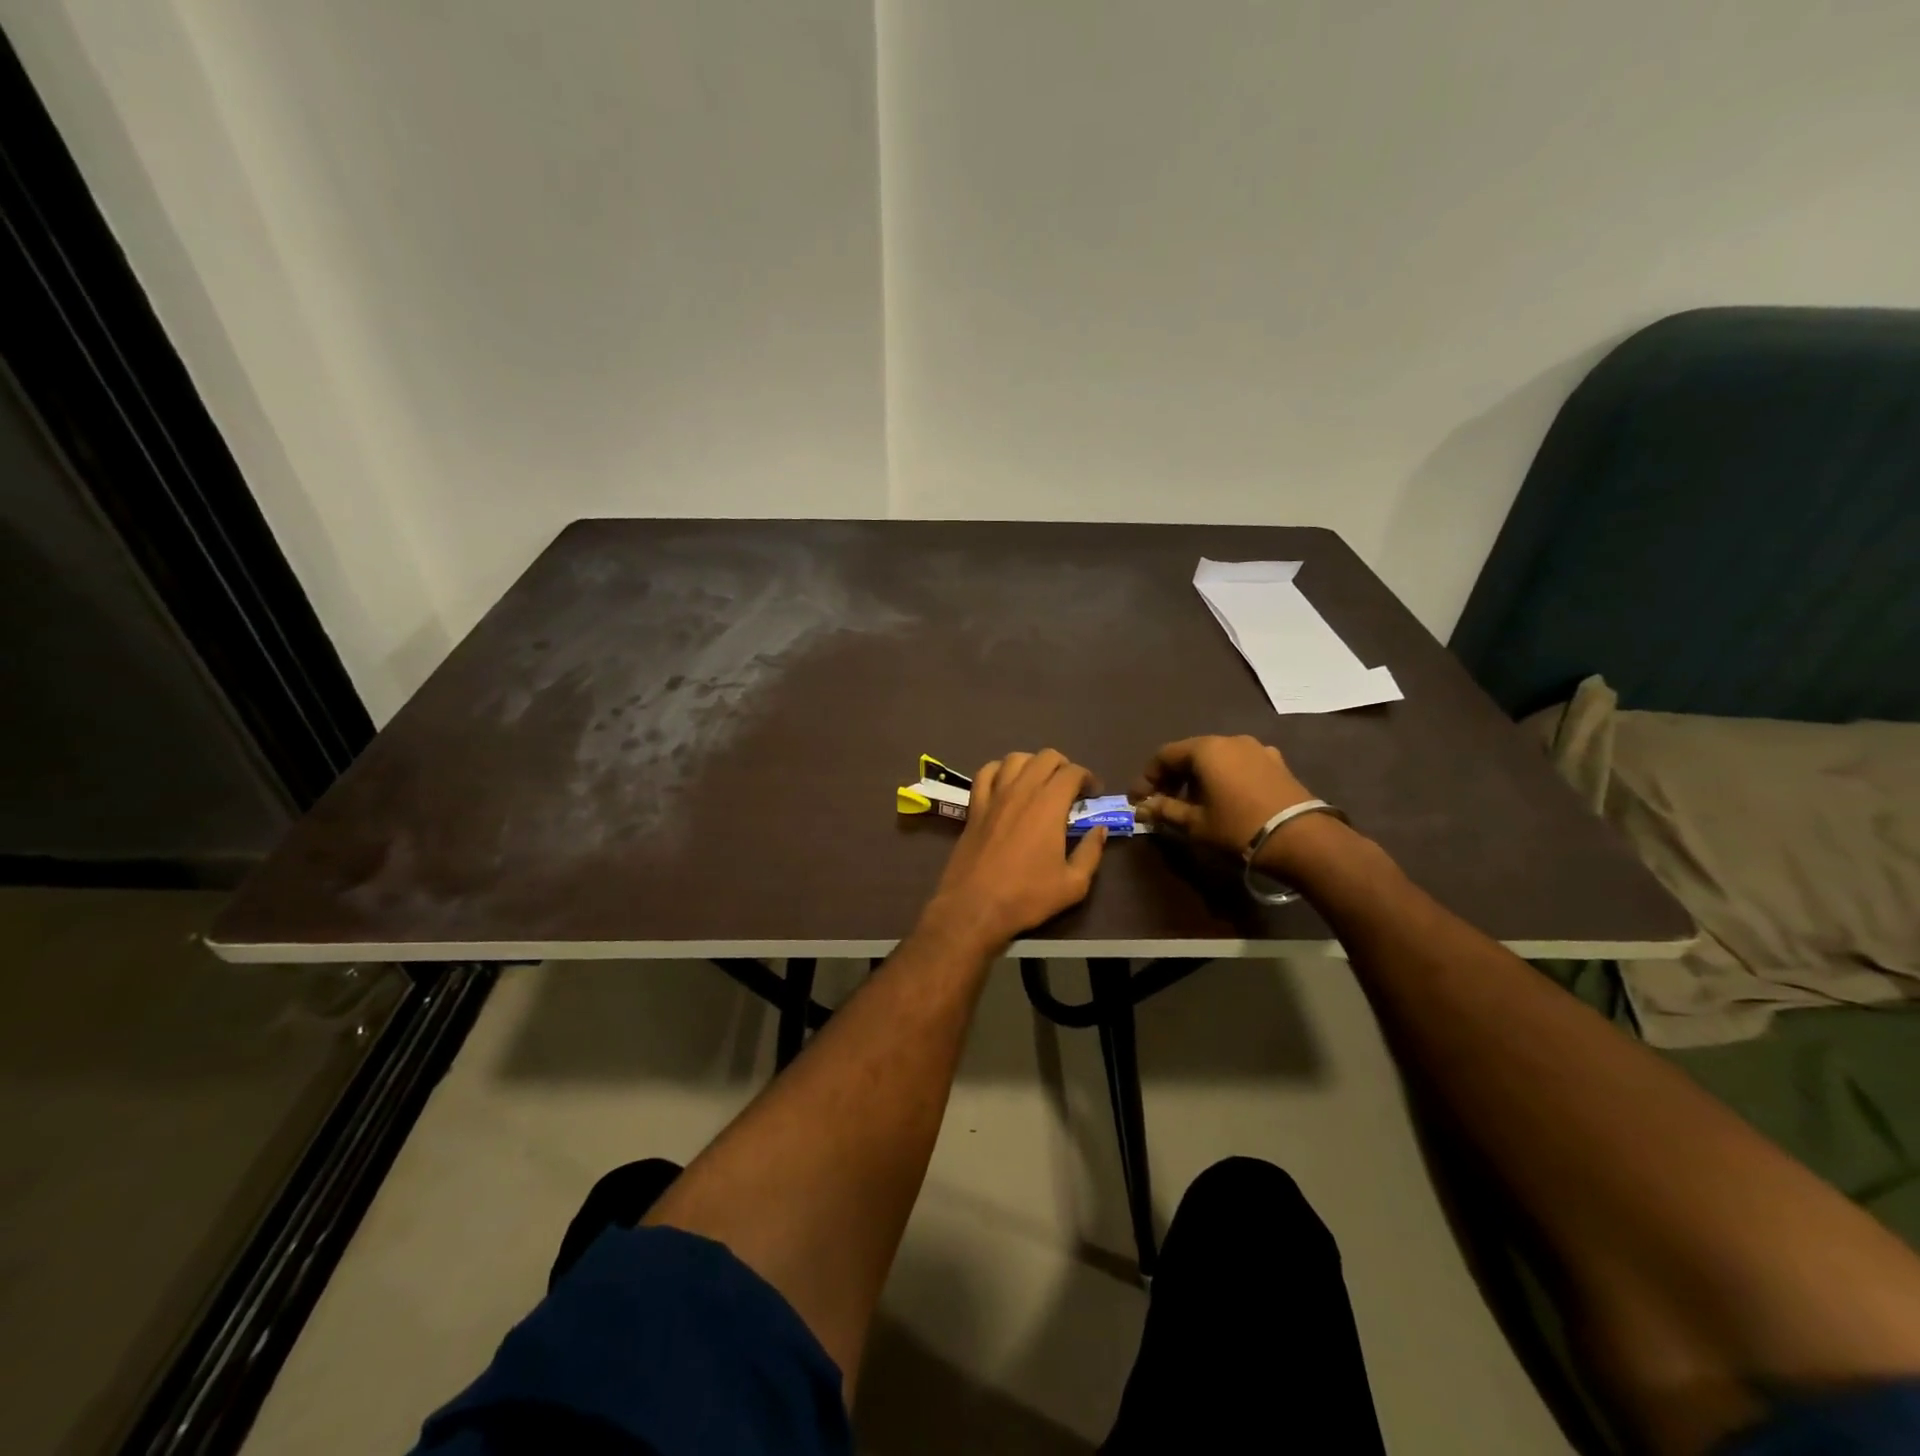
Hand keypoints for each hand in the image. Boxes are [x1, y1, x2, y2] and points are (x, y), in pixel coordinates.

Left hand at [925, 750, 1106, 950]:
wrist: (974, 906)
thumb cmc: (1027, 896)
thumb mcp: (1073, 884)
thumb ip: (1091, 852)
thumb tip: (1100, 830)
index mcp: (1049, 805)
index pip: (1072, 772)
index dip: (1088, 777)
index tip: (1093, 794)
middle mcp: (1021, 790)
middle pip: (1045, 757)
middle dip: (1063, 766)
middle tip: (1070, 788)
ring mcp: (994, 796)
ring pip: (1015, 758)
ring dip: (1032, 764)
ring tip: (1039, 782)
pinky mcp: (974, 806)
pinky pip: (985, 773)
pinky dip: (999, 770)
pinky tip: (1005, 783)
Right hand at [1130, 735, 1313, 855]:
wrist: (1301, 839)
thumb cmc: (1237, 828)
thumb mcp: (1195, 823)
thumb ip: (1165, 810)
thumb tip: (1143, 807)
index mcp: (1205, 749)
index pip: (1164, 755)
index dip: (1147, 778)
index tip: (1139, 800)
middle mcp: (1230, 740)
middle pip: (1191, 754)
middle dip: (1173, 777)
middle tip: (1162, 802)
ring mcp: (1258, 749)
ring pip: (1216, 758)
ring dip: (1199, 778)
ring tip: (1194, 804)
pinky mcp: (1277, 763)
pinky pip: (1239, 764)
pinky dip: (1224, 777)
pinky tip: (1225, 799)